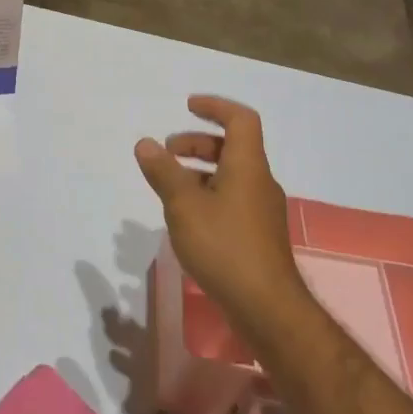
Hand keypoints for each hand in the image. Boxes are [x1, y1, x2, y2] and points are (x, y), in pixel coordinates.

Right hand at [134, 96, 308, 338]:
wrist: (267, 307)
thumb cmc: (225, 246)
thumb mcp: (183, 206)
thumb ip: (163, 172)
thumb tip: (145, 143)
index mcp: (247, 165)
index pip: (240, 119)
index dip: (215, 106)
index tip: (188, 106)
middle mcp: (259, 181)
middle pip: (233, 147)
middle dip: (198, 142)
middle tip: (168, 150)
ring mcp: (262, 210)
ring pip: (231, 175)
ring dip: (200, 171)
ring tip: (170, 186)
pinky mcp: (258, 235)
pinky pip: (232, 199)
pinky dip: (208, 194)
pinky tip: (187, 219)